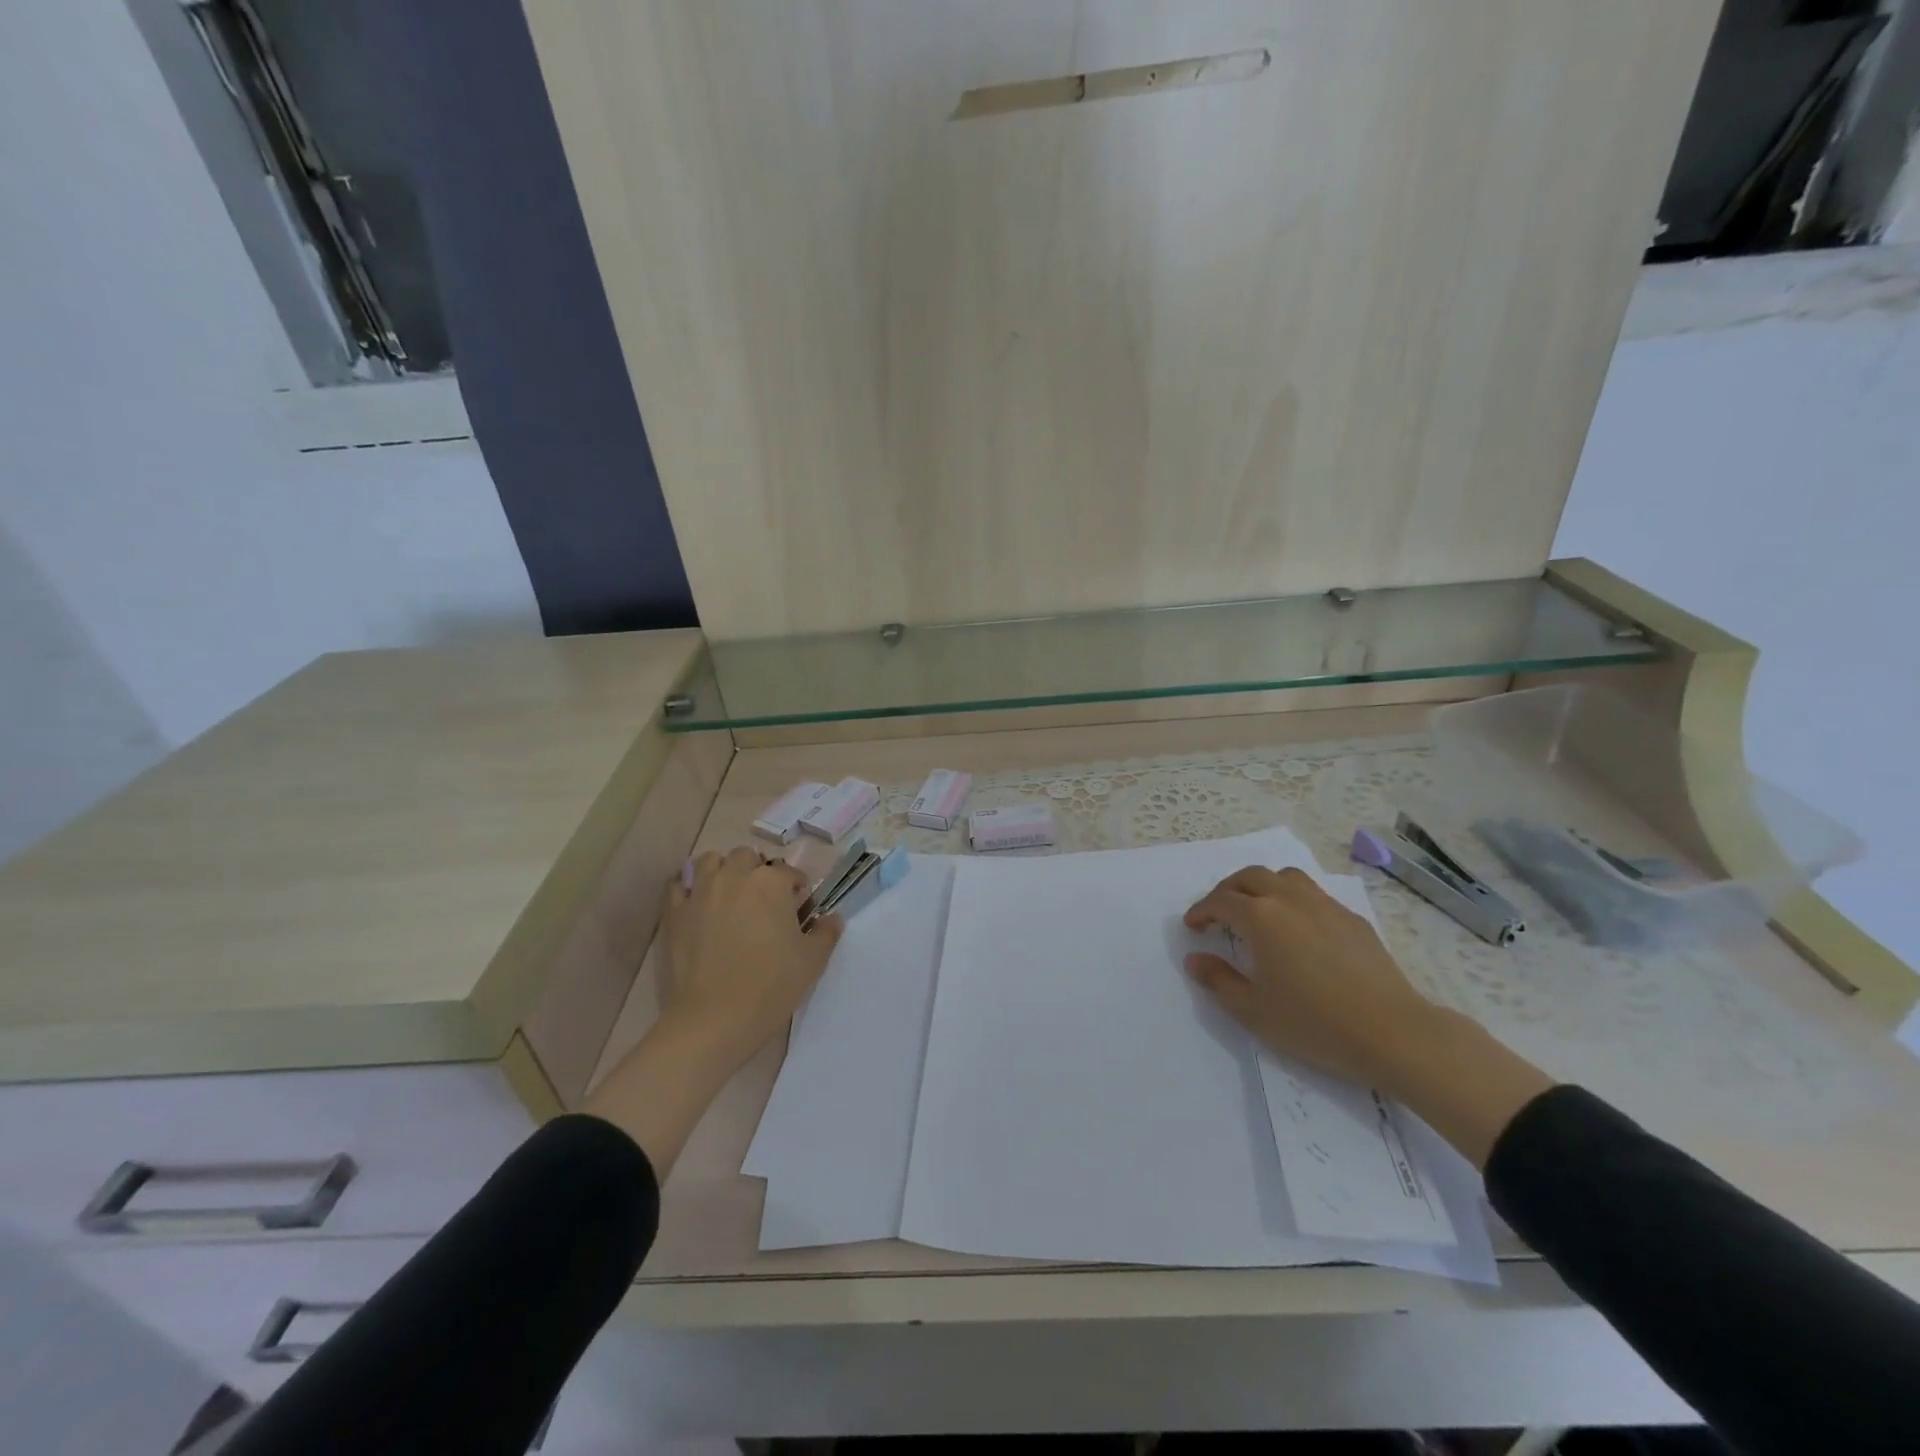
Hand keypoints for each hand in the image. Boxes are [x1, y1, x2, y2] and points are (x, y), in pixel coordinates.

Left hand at [585, 846, 841, 1176]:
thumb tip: (832, 918)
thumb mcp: (812, 960)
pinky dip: (689, 888)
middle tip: (765, 903)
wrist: (714, 1020)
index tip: (799, 914)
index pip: (790, 873)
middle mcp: (735, 876)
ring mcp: (700, 892)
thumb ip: (826, 932)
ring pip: (711, 861)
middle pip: (748, 858)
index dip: (798, 891)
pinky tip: (699, 905)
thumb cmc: (771, 986)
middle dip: (758, 873)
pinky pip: (679, 885)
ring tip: (730, 895)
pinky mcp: (675, 912)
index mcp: (771, 883)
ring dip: (723, 870)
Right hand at [1183, 865, 1438, 1088]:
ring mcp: (1326, 906)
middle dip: (1228, 890)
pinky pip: (1314, 895)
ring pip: (1286, 877)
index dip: (1201, 911)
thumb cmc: (1314, 1023)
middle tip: (1218, 912)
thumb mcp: (1252, 1011)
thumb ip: (1218, 980)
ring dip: (1263, 886)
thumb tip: (1195, 959)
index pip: (1221, 902)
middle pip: (1251, 877)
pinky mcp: (1353, 919)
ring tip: (1258, 909)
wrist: (1393, 1033)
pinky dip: (1294, 900)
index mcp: (1261, 917)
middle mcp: (1290, 900)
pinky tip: (1299, 929)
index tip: (1193, 926)